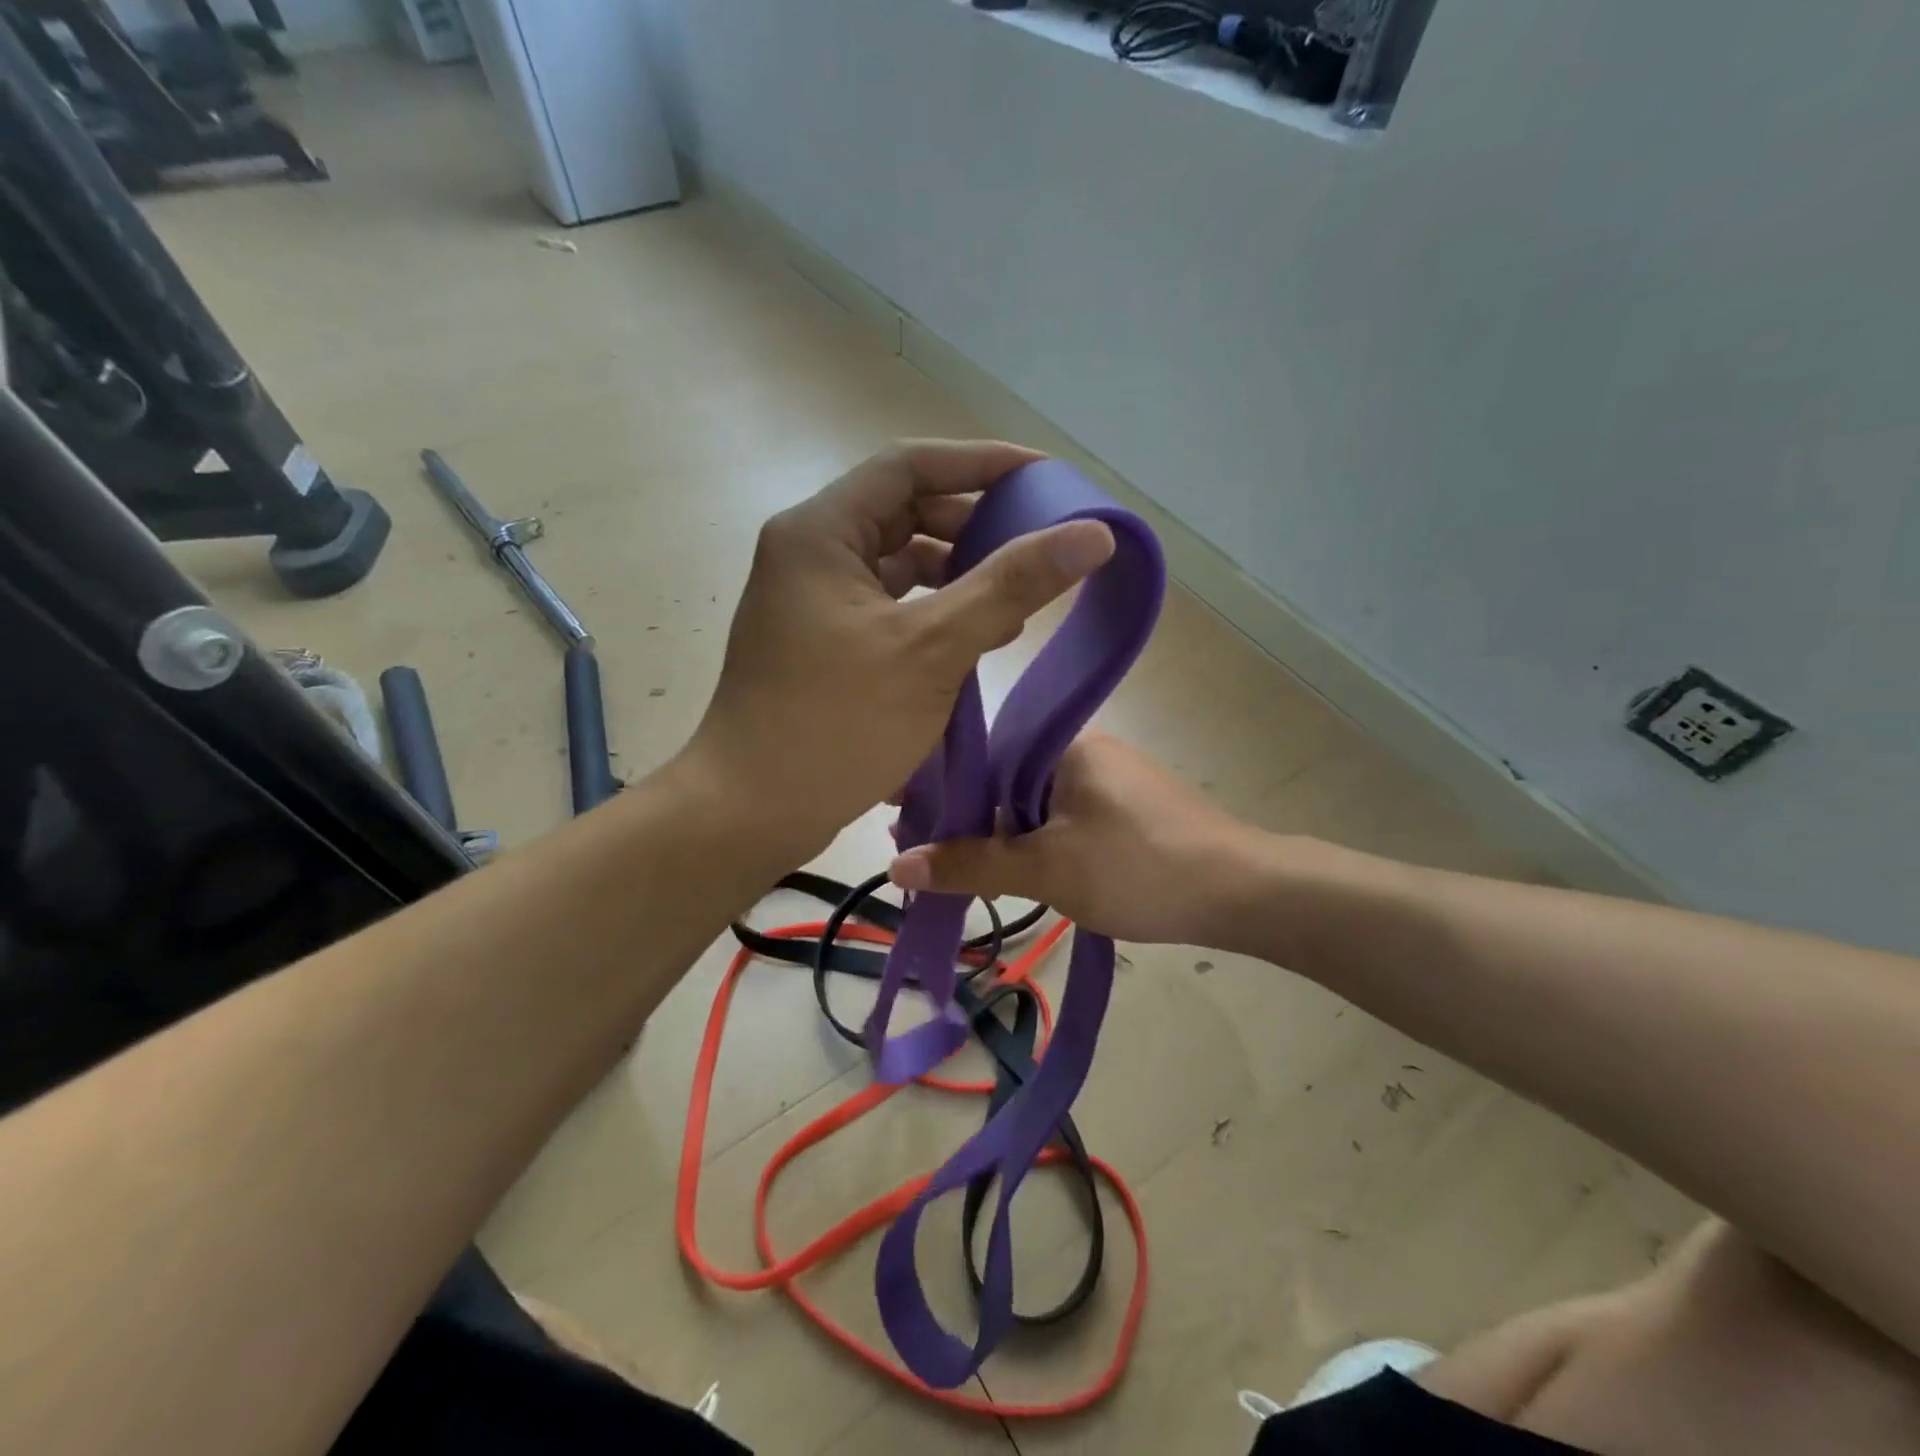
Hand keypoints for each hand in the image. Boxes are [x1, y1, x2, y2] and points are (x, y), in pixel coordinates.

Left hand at [689, 441, 1115, 859]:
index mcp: (821, 532)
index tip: (1044, 477)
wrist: (751, 811)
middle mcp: (811, 553)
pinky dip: (934, 613)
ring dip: (958, 574)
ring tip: (1020, 600)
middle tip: (1038, 541)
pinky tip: (979, 639)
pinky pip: (889, 607)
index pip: (910, 465)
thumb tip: (1092, 534)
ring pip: (898, 564)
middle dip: (974, 523)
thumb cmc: (837, 723)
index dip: (981, 462)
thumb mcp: (932, 648)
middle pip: (904, 512)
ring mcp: (813, 600)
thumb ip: (1011, 585)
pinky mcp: (822, 642)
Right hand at [887, 732, 1262, 944]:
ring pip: (1030, 803)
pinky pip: (1060, 818)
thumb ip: (971, 864)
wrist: (1246, 893)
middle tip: (921, 858)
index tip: (899, 820)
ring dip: (997, 835)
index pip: (979, 755)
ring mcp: (1107, 779)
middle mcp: (1082, 749)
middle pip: (1002, 780)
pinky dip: (1032, 842)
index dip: (936, 788)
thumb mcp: (1047, 869)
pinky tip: (1014, 870)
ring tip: (956, 870)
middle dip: (963, 818)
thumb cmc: (1140, 868)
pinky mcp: (1124, 809)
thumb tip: (895, 863)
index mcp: (1062, 743)